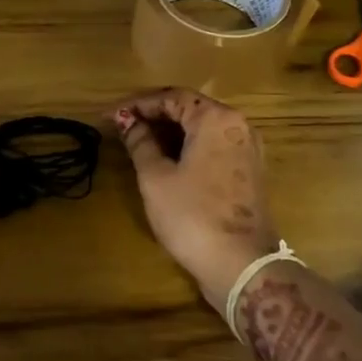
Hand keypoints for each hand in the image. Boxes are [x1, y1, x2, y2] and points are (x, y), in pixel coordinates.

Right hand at [113, 88, 279, 311]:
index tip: (112, 115)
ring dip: (171, 132)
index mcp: (216, 119)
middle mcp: (238, 126)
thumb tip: (129, 122)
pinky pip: (214, 146)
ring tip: (139, 143)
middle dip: (154, 115)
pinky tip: (166, 161)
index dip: (138, 104)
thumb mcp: (155, 178)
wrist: (240, 264)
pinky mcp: (249, 171)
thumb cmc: (192, 216)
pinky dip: (188, 147)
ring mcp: (248, 149)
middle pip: (190, 108)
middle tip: (123, 127)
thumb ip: (140, 143)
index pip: (172, 97)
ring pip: (203, 128)